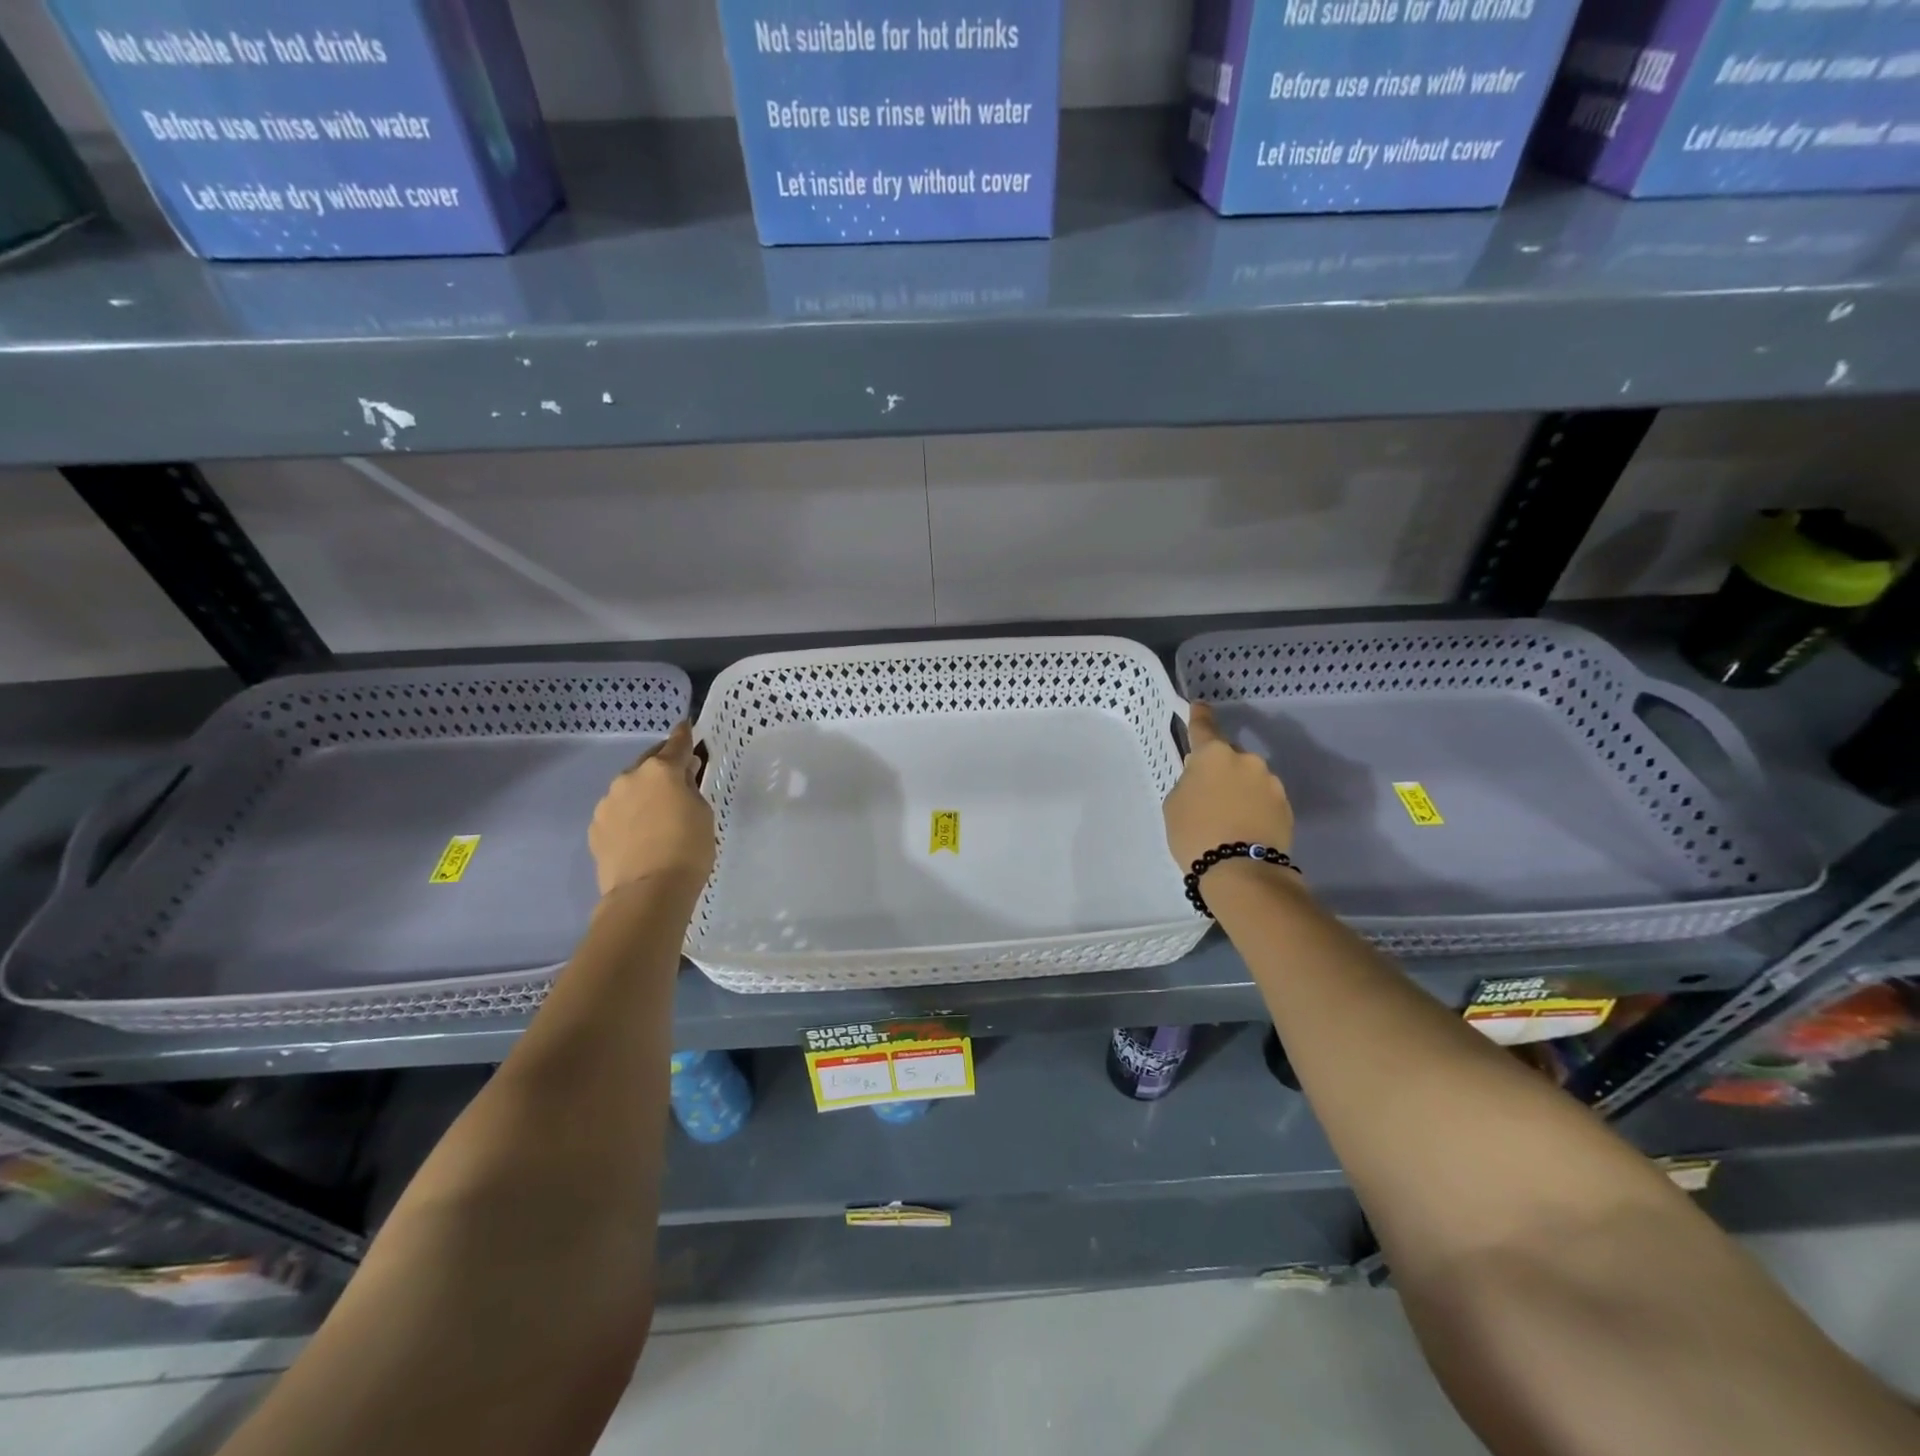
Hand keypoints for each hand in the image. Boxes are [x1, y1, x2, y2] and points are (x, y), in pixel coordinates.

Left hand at [589, 721, 715, 898]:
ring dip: (644, 792)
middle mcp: (630, 778)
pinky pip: (618, 811)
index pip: (677, 743)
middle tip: (678, 776)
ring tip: (658, 812)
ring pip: (630, 788)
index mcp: (661, 770)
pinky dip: (630, 814)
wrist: (648, 893)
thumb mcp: (703, 813)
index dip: (684, 735)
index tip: (686, 726)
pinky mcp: (596, 827)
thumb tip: (682, 776)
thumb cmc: (688, 849)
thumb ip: (691, 788)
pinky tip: (640, 832)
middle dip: (663, 766)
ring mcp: (607, 803)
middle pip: (649, 762)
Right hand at [1162, 703, 1294, 868]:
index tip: (1199, 706)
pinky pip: (1263, 799)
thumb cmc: (1195, 833)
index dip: (1199, 716)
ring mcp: (1270, 782)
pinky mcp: (1286, 806)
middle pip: (1228, 758)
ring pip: (1248, 779)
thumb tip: (1205, 781)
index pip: (1204, 727)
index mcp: (1214, 755)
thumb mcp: (1175, 804)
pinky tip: (1244, 828)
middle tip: (1207, 796)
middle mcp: (1246, 760)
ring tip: (1227, 818)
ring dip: (1239, 790)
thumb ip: (1189, 783)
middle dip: (1219, 770)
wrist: (1241, 871)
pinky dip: (1253, 807)